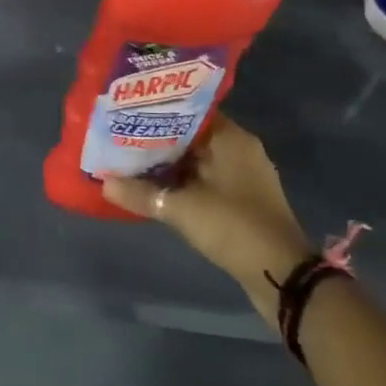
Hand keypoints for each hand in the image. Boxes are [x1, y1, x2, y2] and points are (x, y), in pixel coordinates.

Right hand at [102, 116, 311, 311]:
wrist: (281, 275)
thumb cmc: (233, 226)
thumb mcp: (181, 209)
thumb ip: (141, 193)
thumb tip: (104, 182)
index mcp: (230, 138)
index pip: (189, 111)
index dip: (158, 112)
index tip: (128, 115)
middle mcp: (239, 149)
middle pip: (191, 135)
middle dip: (158, 139)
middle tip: (122, 138)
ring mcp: (243, 176)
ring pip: (198, 160)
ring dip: (169, 164)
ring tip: (131, 162)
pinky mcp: (242, 200)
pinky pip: (205, 180)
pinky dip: (183, 182)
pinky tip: (156, 189)